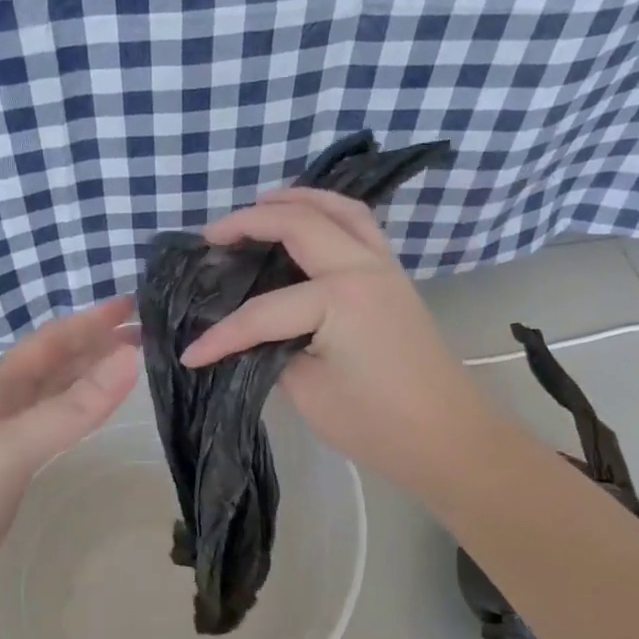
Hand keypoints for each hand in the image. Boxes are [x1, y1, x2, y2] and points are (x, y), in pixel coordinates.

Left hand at [0, 297, 139, 624]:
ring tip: (127, 366)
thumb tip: (129, 359)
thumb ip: (70, 409)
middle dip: (94, 346)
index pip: (49, 344)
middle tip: (145, 333)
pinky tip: (87, 421)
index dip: (89, 321)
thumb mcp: (9, 448)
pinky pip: (49, 435)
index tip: (134, 303)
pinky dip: (74, 418)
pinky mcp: (3, 482)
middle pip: (52, 367)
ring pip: (50, 400)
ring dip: (86, 379)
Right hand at [176, 189, 501, 495]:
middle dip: (250, 222)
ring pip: (339, 209)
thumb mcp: (310, 392)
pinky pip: (359, 226)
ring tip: (259, 206)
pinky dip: (328, 213)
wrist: (448, 438)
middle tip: (212, 235)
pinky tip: (307, 224)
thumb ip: (273, 351)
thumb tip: (253, 334)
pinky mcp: (394, 276)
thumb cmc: (378, 424)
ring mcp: (385, 266)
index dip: (222, 335)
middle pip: (300, 224)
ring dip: (297, 200)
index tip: (189, 355)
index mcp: (340, 299)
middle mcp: (363, 267)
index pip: (263, 311)